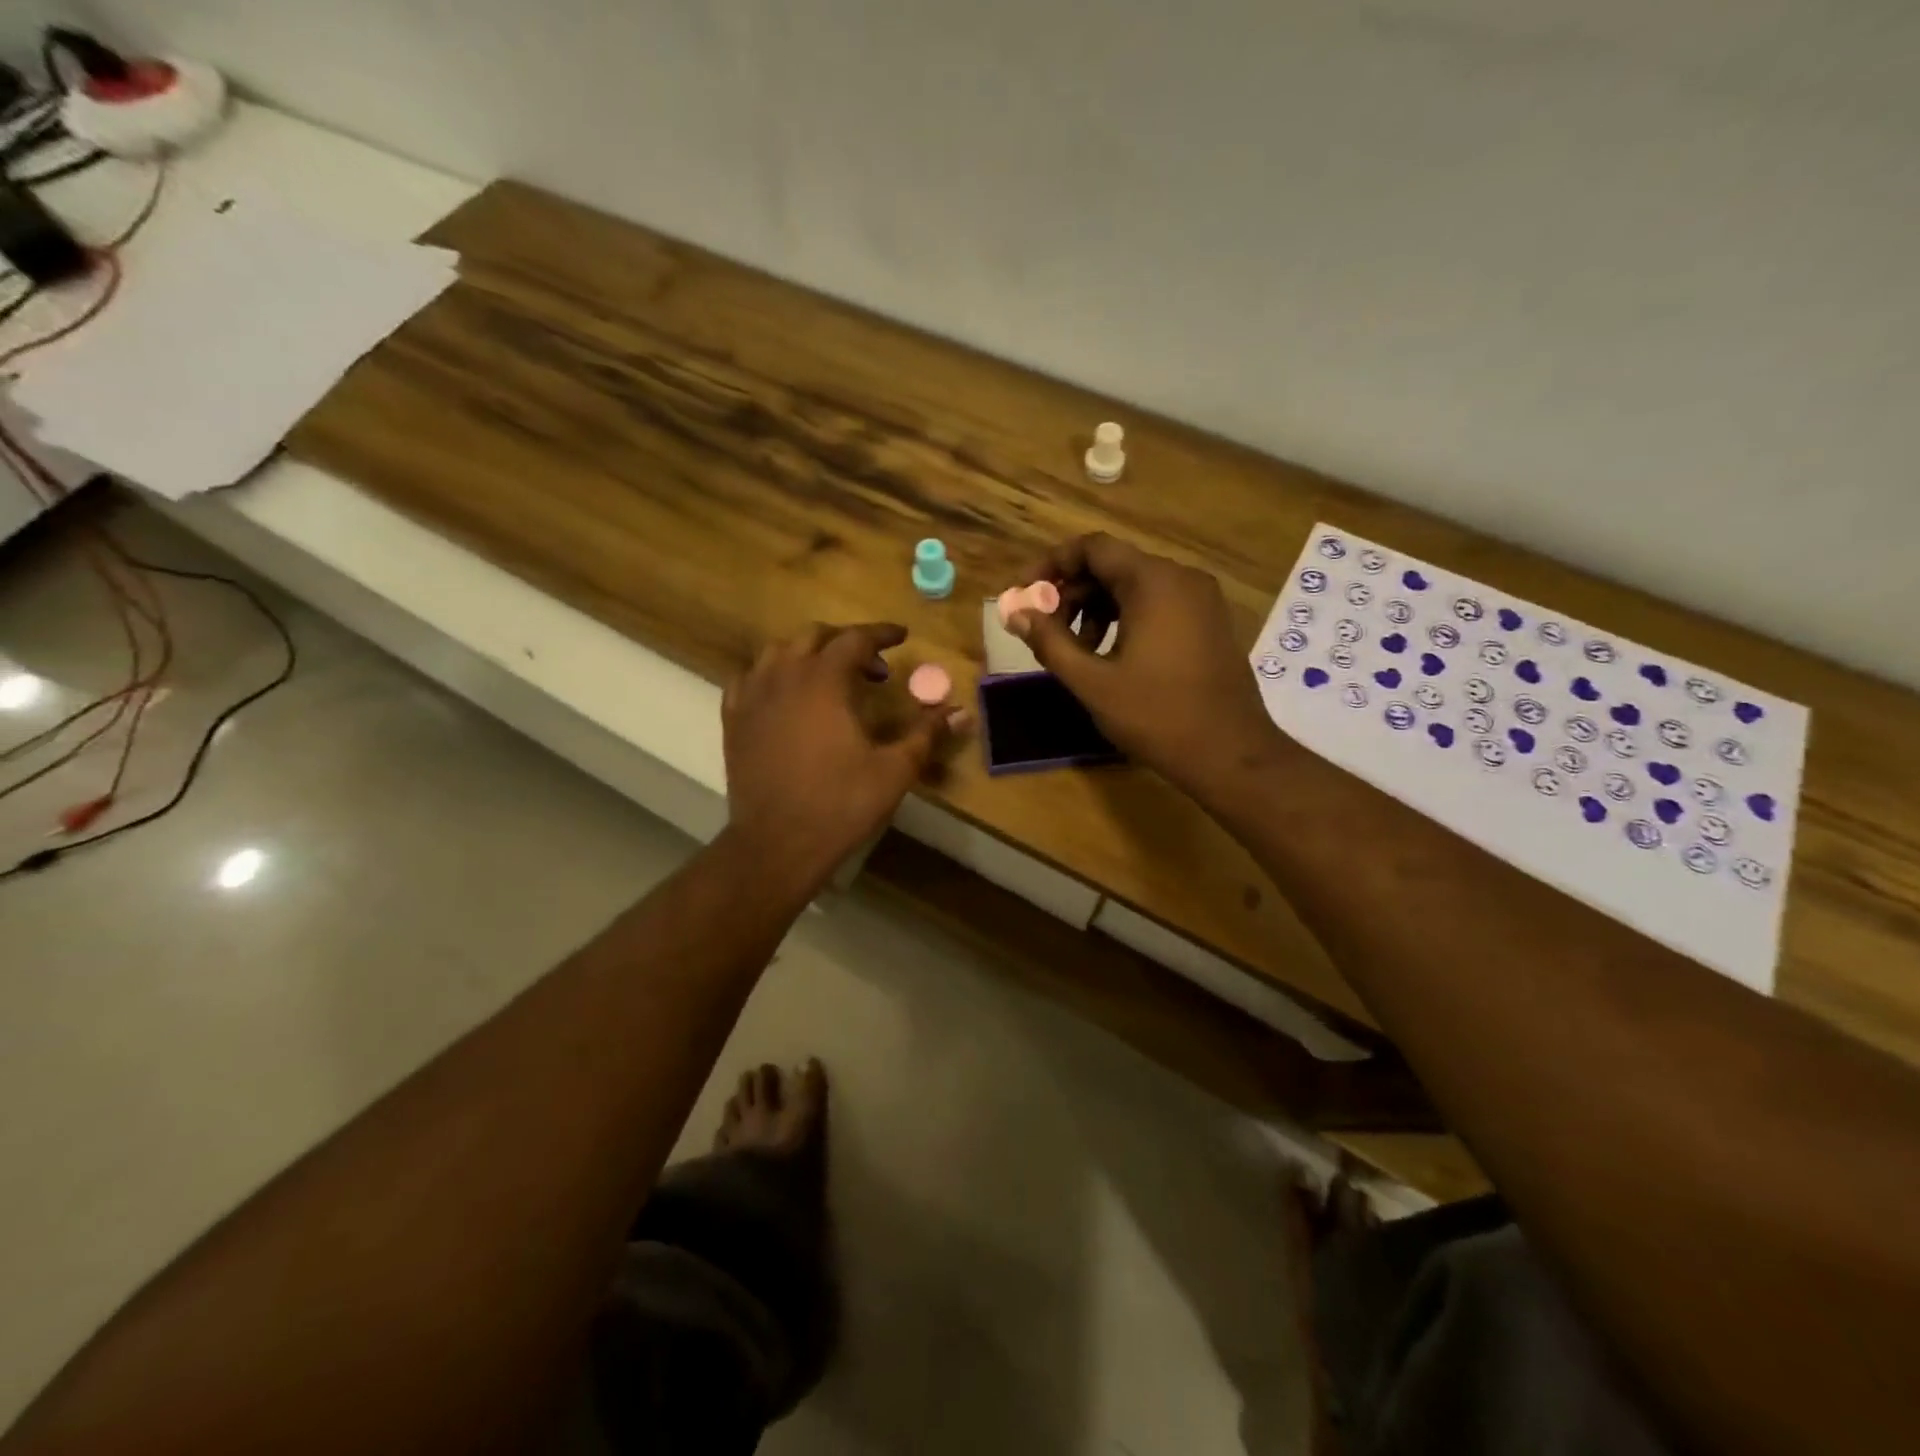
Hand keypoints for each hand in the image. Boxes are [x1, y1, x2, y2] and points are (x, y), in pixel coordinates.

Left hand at [723, 623, 955, 886]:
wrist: (778, 843)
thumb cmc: (841, 804)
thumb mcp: (894, 769)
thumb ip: (926, 734)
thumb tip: (961, 712)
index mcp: (824, 680)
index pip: (855, 638)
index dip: (881, 634)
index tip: (901, 636)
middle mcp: (784, 675)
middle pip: (814, 636)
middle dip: (846, 641)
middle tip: (873, 667)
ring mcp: (753, 695)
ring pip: (778, 651)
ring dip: (808, 653)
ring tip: (829, 676)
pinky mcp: (733, 719)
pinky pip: (750, 678)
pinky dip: (773, 675)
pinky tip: (786, 695)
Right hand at [1007, 534, 1284, 799]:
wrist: (1230, 753)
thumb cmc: (1156, 715)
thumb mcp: (1092, 681)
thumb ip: (1049, 642)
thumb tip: (1015, 614)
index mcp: (1153, 582)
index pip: (1092, 548)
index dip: (1052, 565)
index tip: (1025, 595)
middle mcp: (1181, 578)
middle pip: (1113, 566)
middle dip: (1072, 593)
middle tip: (1045, 631)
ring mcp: (1201, 600)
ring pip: (1135, 586)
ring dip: (1097, 609)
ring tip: (1077, 651)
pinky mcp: (1209, 622)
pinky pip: (1159, 604)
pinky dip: (1127, 619)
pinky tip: (1112, 657)